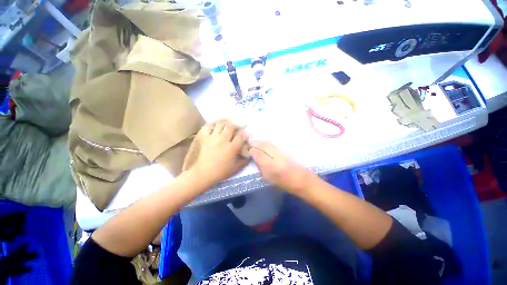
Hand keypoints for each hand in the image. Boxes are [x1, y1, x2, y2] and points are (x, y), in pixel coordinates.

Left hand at [190, 121, 248, 185]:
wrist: (200, 174)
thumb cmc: (219, 173)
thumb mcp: (235, 169)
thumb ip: (243, 161)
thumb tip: (249, 156)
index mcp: (232, 148)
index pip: (241, 136)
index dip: (245, 133)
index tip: (246, 133)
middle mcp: (223, 140)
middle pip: (231, 126)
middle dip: (236, 125)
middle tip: (236, 127)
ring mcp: (212, 137)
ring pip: (220, 124)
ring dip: (225, 123)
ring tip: (226, 125)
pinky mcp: (203, 136)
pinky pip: (209, 126)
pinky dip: (213, 124)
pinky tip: (215, 126)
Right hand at [249, 141, 317, 194]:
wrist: (303, 180)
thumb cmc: (285, 183)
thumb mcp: (269, 179)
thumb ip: (261, 167)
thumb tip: (255, 158)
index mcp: (271, 166)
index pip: (258, 154)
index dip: (251, 150)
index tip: (248, 149)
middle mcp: (276, 156)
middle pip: (263, 145)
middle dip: (255, 143)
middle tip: (250, 143)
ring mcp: (282, 152)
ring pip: (269, 143)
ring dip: (261, 141)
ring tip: (256, 142)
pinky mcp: (287, 149)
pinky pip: (275, 143)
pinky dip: (268, 142)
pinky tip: (265, 143)